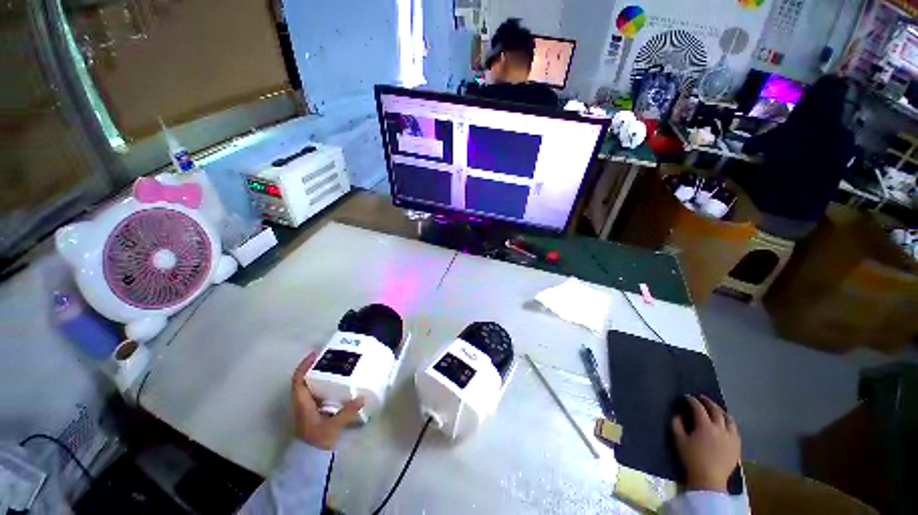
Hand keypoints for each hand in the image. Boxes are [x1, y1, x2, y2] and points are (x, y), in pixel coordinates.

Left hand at [291, 352, 364, 449]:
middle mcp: (302, 402)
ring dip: (319, 374)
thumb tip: (362, 397)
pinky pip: (317, 391)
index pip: (298, 380)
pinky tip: (337, 382)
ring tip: (335, 365)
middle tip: (330, 356)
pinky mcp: (314, 410)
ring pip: (310, 385)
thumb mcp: (332, 426)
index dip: (304, 365)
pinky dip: (324, 383)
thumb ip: (347, 412)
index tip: (315, 354)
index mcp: (302, 403)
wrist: (310, 459)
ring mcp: (307, 406)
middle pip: (304, 379)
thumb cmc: (317, 440)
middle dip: (314, 366)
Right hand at [671, 395, 740, 492]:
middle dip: (707, 402)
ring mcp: (731, 437)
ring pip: (729, 418)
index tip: (686, 397)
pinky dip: (729, 422)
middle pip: (716, 410)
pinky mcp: (737, 445)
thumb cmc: (691, 459)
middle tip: (700, 397)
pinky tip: (724, 423)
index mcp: (705, 426)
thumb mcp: (678, 440)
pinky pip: (735, 429)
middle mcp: (720, 428)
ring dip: (720, 411)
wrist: (708, 480)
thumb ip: (676, 424)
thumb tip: (679, 414)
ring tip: (714, 408)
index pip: (698, 407)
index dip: (691, 400)